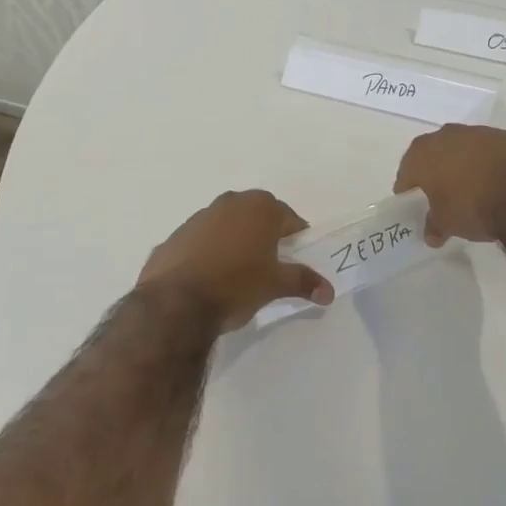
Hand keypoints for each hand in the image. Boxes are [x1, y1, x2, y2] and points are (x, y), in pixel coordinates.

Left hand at [138, 190, 333, 331]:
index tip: (297, 255)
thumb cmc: (236, 285)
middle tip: (271, 262)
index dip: (296, 236)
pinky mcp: (176, 235)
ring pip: (227, 223)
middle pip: (256, 214)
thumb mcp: (275, 285)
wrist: (176, 302)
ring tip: (238, 271)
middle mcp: (230, 203)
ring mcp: (199, 217)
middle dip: (265, 233)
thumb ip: (303, 282)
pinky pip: (201, 239)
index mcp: (259, 208)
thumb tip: (329, 291)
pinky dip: (209, 250)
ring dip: (235, 239)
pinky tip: (208, 276)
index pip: (288, 217)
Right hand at [394, 125, 505, 245]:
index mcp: (423, 154)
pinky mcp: (505, 136)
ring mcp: (477, 132)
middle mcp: (446, 136)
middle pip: (432, 153)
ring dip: (460, 162)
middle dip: (433, 169)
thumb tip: (431, 234)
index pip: (406, 171)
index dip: (407, 186)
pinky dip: (485, 161)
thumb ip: (435, 225)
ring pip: (460, 146)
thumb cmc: (473, 207)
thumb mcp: (447, 224)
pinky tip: (492, 178)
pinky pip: (486, 149)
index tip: (410, 198)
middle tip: (437, 190)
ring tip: (467, 184)